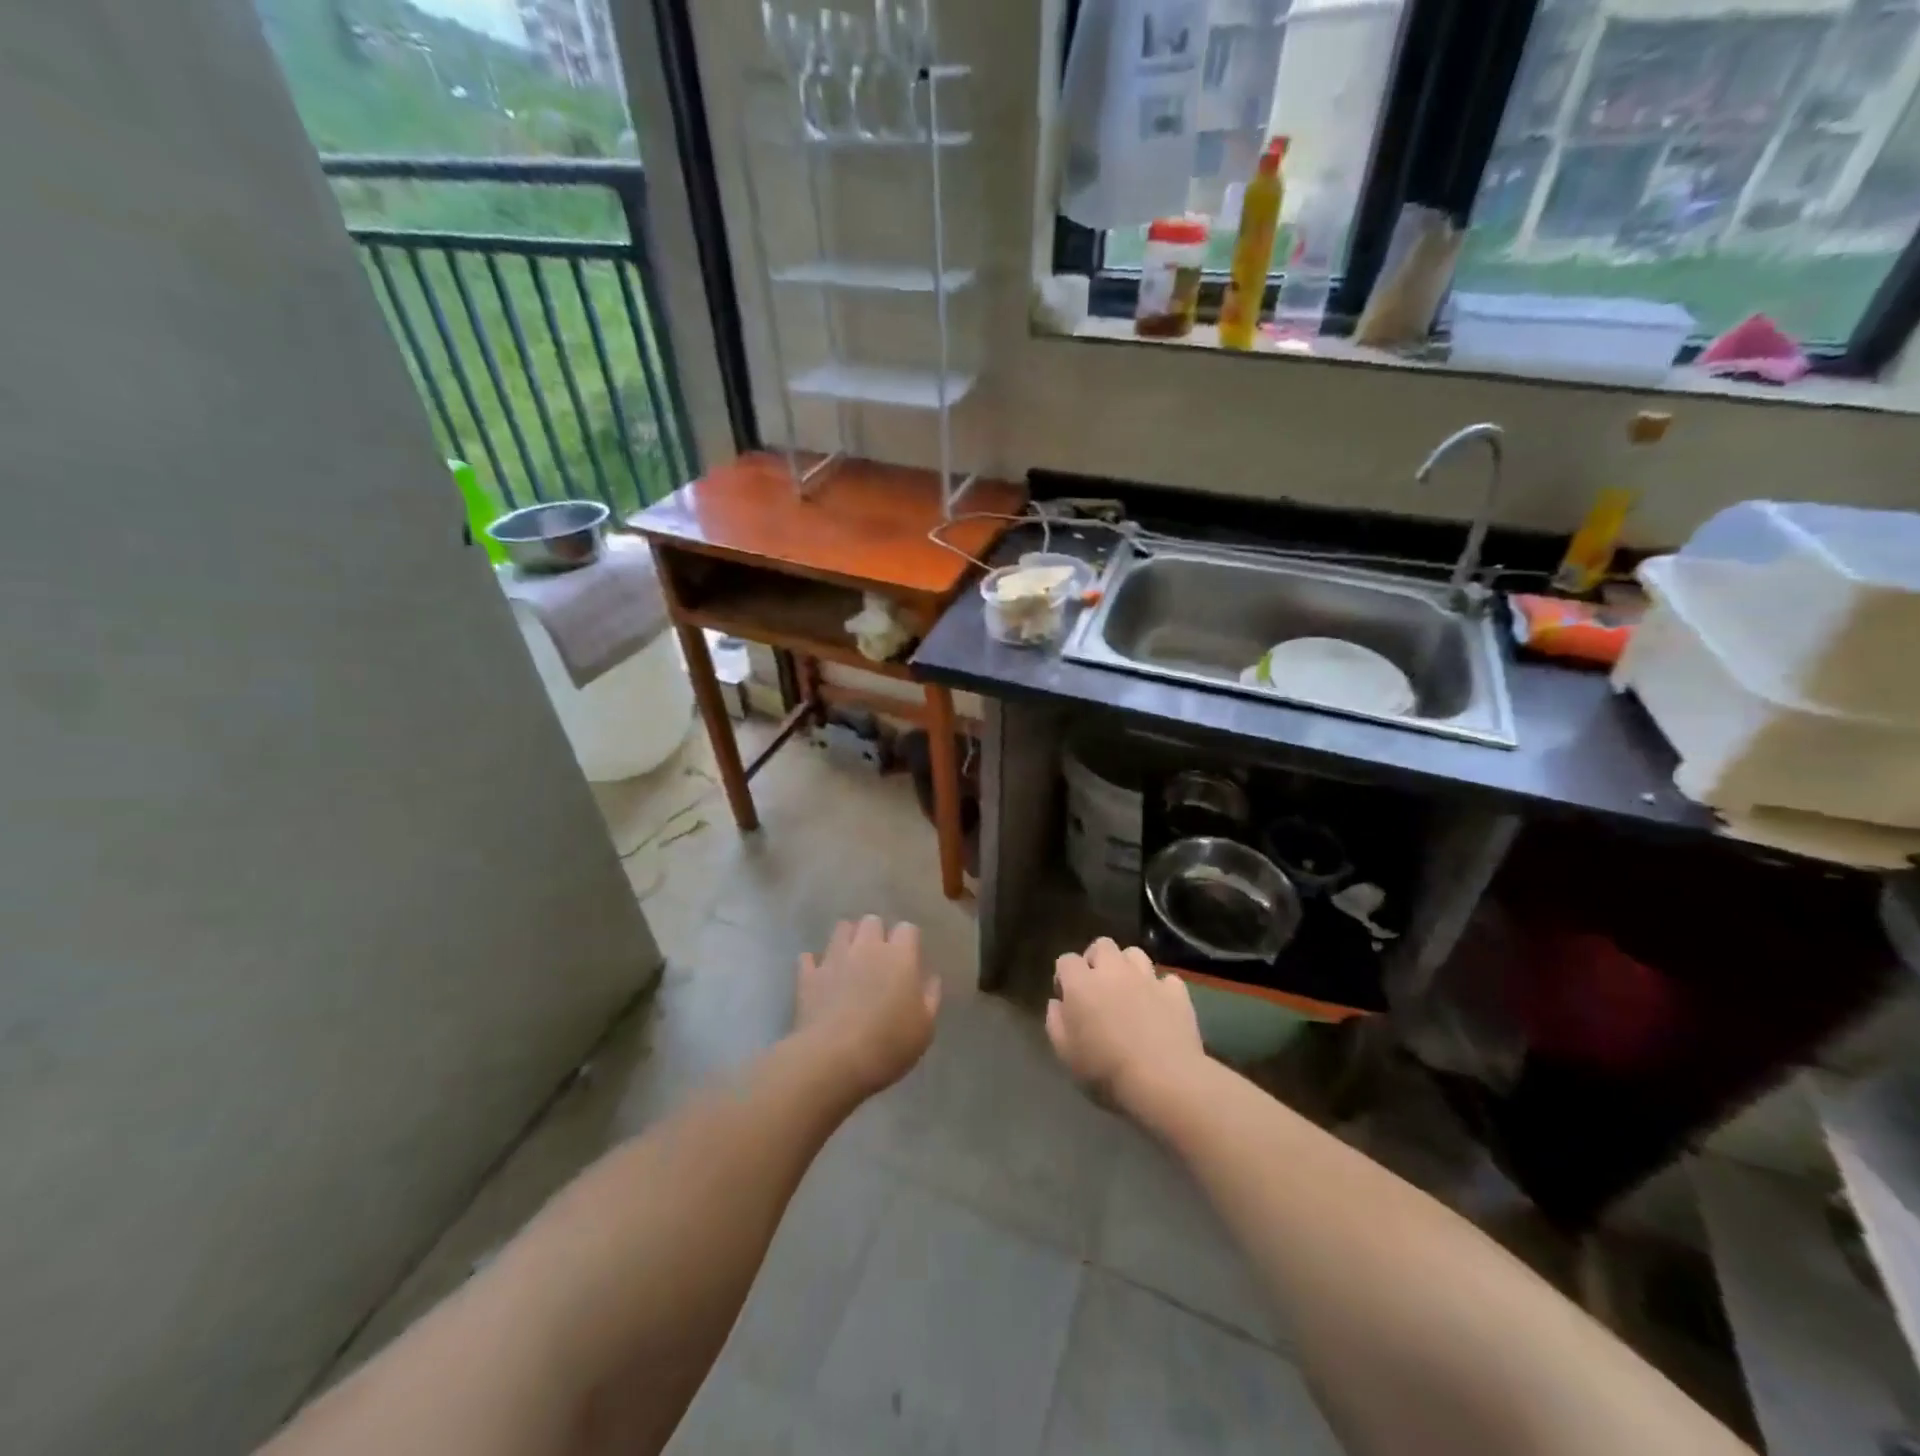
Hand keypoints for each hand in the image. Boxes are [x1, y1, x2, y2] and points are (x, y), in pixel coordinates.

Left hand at [796, 916, 940, 1096]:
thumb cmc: (888, 1044)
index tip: (909, 958)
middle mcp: (867, 947)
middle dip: (876, 933)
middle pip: (871, 921)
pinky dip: (815, 963)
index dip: (908, 940)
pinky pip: (809, 958)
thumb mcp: (924, 1028)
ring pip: (841, 929)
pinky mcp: (808, 975)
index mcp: (899, 957)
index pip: (907, 929)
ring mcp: (834, 958)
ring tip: (850, 960)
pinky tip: (819, 975)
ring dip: (847, 939)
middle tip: (879, 957)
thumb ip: (930, 997)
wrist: (833, 1059)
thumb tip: (930, 978)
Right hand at [1046, 937, 1204, 1110]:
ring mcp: (1147, 978)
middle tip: (1097, 987)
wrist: (1163, 1080)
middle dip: (1096, 960)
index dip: (1064, 976)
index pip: (1066, 960)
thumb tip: (1058, 1003)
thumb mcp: (1065, 1053)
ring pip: (1134, 953)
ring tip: (1129, 990)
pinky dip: (1160, 989)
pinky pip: (1166, 979)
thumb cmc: (1106, 1070)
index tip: (1067, 998)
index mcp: (1082, 984)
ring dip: (1128, 967)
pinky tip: (1159, 1006)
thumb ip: (1055, 1021)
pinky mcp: (1176, 991)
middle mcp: (1113, 971)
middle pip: (1102, 945)